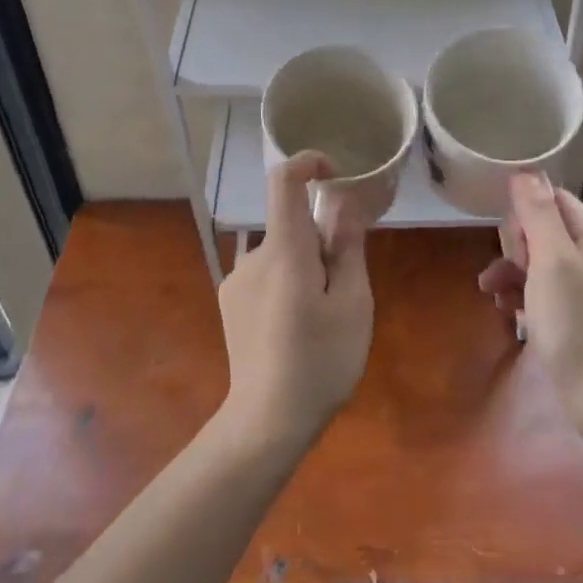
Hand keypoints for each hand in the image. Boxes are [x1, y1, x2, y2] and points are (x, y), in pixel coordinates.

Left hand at [218, 152, 374, 453]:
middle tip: (344, 289)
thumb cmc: (320, 361)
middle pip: (290, 223)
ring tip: (321, 317)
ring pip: (281, 252)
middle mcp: (253, 256)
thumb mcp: (352, 303)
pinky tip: (295, 327)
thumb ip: (347, 247)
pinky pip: (266, 273)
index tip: (335, 174)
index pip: (283, 180)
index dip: (308, 162)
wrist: (266, 421)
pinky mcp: (229, 301)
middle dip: (321, 240)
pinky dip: (287, 282)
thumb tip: (344, 203)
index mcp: (285, 250)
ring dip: (305, 266)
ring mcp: (236, 280)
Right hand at [480, 174, 582, 438]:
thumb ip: (538, 214)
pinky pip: (543, 292)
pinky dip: (523, 296)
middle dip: (516, 246)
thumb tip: (524, 171)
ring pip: (538, 263)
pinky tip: (509, 313)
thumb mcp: (552, 261)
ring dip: (511, 272)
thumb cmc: (576, 324)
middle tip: (511, 269)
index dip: (526, 211)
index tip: (510, 236)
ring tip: (492, 293)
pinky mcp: (577, 317)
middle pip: (543, 230)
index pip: (554, 199)